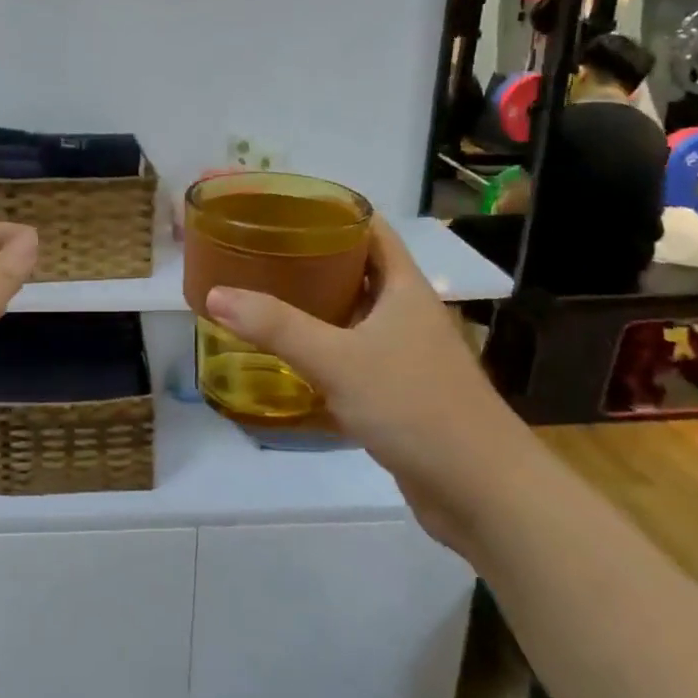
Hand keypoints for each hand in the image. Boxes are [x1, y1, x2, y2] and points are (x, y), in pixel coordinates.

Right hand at [204, 217, 537, 551]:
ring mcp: (404, 354)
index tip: (282, 205)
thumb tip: (216, 295)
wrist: (482, 492)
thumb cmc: (415, 407)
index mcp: (404, 287)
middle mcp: (406, 312)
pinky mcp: (397, 391)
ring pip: (353, 314)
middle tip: (258, 250)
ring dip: (314, 304)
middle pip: (357, 268)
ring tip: (262, 293)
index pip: (370, 228)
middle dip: (311, 256)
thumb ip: (277, 327)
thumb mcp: (338, 360)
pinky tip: (286, 355)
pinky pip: (351, 354)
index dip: (331, 209)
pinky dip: (321, 348)